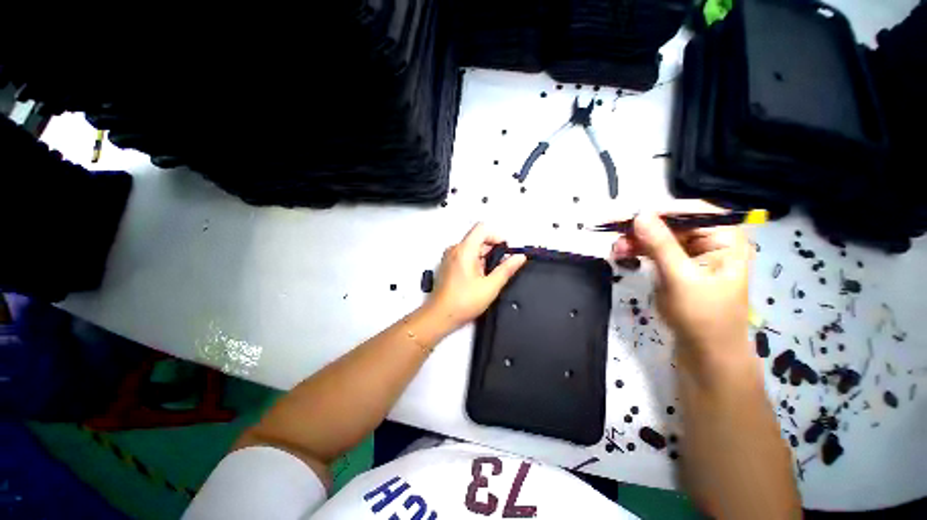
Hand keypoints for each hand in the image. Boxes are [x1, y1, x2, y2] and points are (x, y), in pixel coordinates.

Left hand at [427, 223, 526, 329]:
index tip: (504, 252)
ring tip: (487, 278)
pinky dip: (475, 263)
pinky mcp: (448, 264)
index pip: (482, 228)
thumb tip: (519, 257)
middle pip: (478, 239)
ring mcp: (450, 257)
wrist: (440, 316)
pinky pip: (465, 255)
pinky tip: (478, 279)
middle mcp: (454, 249)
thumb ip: (506, 269)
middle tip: (498, 269)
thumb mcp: (490, 286)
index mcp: (464, 250)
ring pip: (472, 248)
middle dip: (492, 251)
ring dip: (484, 259)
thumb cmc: (463, 302)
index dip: (496, 237)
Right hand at [612, 201, 752, 369]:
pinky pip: (655, 250)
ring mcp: (693, 253)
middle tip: (613, 233)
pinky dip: (638, 251)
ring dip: (635, 241)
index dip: (659, 211)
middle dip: (641, 229)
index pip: (691, 212)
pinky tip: (622, 254)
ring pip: (659, 237)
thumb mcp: (680, 278)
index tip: (628, 216)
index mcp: (724, 238)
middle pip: (671, 224)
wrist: (706, 351)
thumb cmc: (702, 316)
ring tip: (614, 249)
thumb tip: (640, 215)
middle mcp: (710, 240)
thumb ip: (660, 244)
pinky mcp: (678, 265)